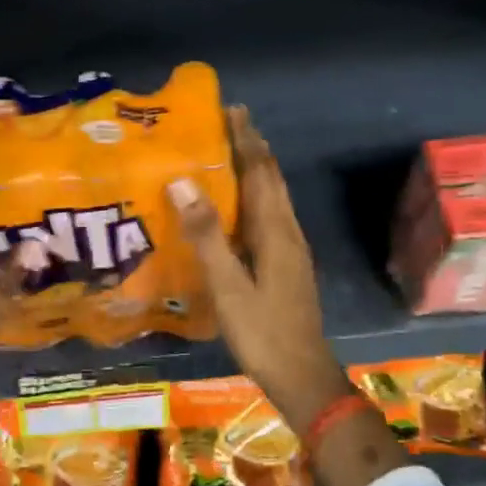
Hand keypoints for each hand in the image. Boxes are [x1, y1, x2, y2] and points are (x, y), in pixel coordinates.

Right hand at [168, 107, 354, 431]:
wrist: (303, 375)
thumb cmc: (263, 332)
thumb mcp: (228, 285)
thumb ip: (206, 235)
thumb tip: (183, 182)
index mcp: (275, 231)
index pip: (261, 172)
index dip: (247, 140)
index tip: (232, 110)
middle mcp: (287, 232)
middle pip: (272, 179)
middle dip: (254, 147)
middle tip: (230, 121)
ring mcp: (291, 250)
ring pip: (272, 197)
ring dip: (255, 169)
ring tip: (231, 152)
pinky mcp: (287, 265)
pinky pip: (269, 216)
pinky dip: (254, 196)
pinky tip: (237, 206)